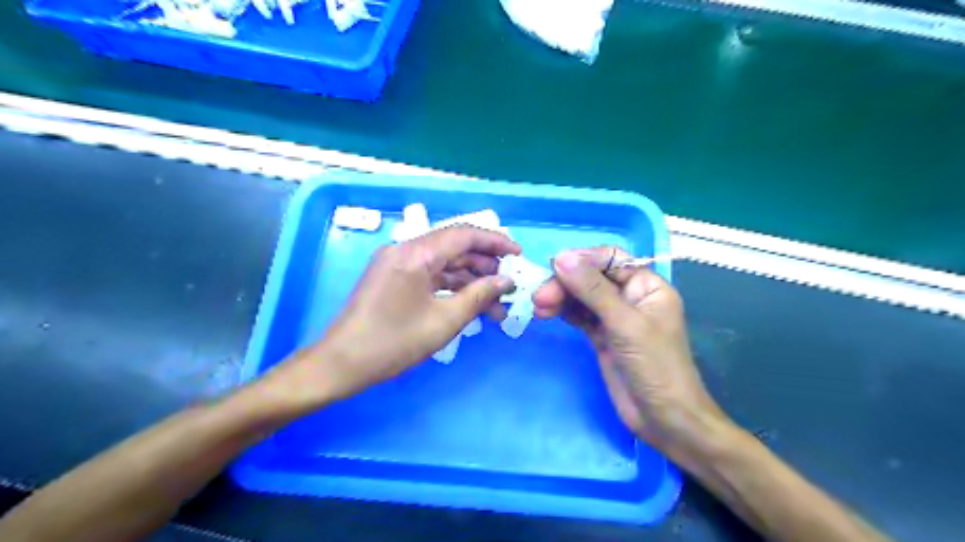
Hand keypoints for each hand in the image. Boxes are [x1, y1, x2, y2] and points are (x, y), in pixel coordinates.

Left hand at [261, 224, 520, 410]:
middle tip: (509, 286)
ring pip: (444, 263)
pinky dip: (452, 288)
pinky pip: (430, 276)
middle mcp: (405, 250)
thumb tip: (506, 282)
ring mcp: (397, 264)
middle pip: (454, 247)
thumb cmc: (393, 342)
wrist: (340, 364)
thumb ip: (479, 296)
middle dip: (485, 265)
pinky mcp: (393, 279)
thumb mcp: (444, 321)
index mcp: (415, 253)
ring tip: (496, 306)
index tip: (518, 254)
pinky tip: (471, 305)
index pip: (464, 234)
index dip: (495, 241)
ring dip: (470, 281)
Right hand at [532, 247, 728, 457]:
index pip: (611, 259)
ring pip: (582, 297)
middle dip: (566, 283)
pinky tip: (547, 313)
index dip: (583, 259)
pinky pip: (579, 315)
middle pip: (592, 278)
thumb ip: (593, 290)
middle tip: (539, 297)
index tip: (554, 266)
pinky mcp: (602, 337)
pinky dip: (563, 312)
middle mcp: (631, 297)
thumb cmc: (656, 367)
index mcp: (647, 286)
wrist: (665, 420)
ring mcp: (615, 318)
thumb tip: (561, 258)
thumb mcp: (625, 324)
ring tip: (538, 307)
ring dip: (560, 297)